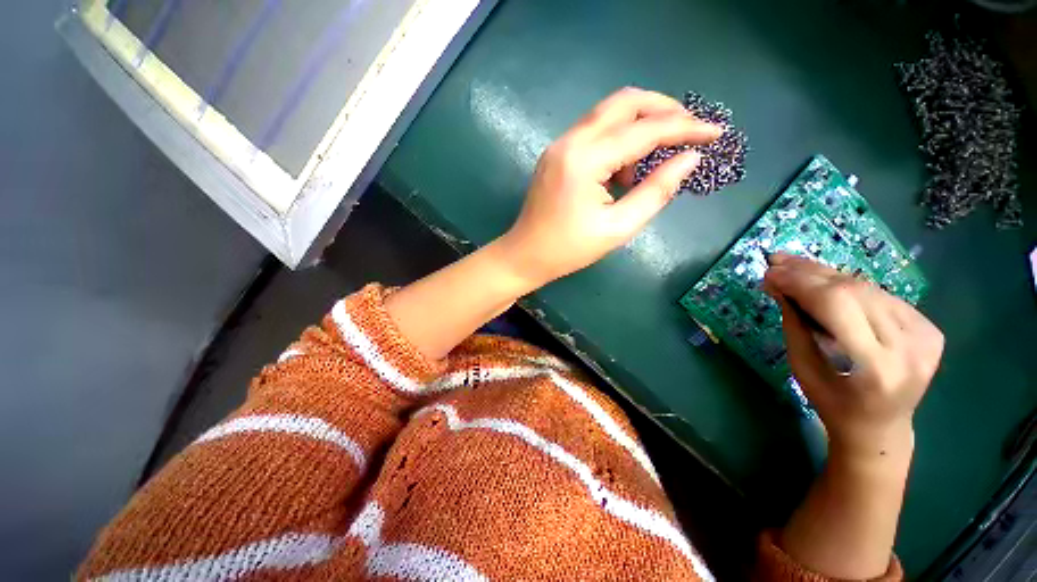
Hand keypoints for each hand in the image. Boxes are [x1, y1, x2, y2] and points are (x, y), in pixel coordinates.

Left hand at [495, 87, 722, 287]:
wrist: (526, 255)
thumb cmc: (569, 249)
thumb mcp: (618, 228)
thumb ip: (656, 191)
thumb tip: (690, 159)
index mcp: (585, 159)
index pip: (645, 130)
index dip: (685, 128)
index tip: (716, 132)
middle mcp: (570, 141)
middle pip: (625, 102)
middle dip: (663, 110)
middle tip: (688, 131)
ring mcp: (560, 144)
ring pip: (609, 113)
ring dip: (638, 127)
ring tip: (647, 166)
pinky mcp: (556, 153)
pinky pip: (594, 131)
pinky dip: (617, 140)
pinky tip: (621, 171)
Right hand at [763, 253, 944, 459]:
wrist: (880, 427)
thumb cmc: (832, 403)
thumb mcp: (802, 367)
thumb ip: (794, 324)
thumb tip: (779, 285)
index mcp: (875, 367)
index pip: (836, 305)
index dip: (800, 282)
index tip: (770, 272)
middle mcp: (909, 347)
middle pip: (855, 291)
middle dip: (810, 273)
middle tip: (779, 263)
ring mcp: (926, 337)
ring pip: (869, 289)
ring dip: (828, 276)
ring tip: (796, 269)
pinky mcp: (930, 329)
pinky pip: (882, 296)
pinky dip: (850, 287)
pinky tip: (827, 284)